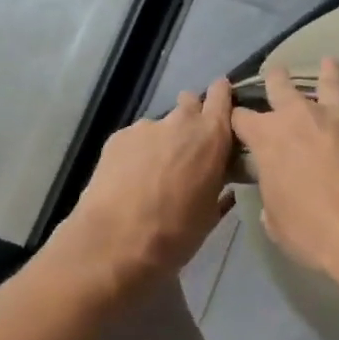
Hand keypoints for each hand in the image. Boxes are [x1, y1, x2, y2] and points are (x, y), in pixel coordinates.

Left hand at [55, 80, 235, 299]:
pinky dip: (138, 152)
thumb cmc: (175, 234)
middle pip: (189, 103)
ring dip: (163, 139)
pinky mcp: (117, 138)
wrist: (114, 243)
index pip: (221, 95)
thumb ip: (219, 188)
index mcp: (211, 137)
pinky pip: (136, 138)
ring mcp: (145, 127)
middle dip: (192, 117)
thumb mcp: (210, 215)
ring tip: (155, 171)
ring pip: (161, 124)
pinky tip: (131, 178)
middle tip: (190, 148)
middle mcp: (179, 122)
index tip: (224, 107)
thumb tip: (223, 183)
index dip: (223, 96)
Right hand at [230, 58, 338, 287]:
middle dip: (275, 79)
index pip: (240, 118)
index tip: (235, 120)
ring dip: (329, 71)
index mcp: (267, 137)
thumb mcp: (275, 220)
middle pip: (281, 86)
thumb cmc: (309, 230)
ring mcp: (337, 116)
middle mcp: (299, 116)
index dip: (235, 118)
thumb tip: (275, 195)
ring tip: (329, 61)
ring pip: (331, 82)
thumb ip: (272, 197)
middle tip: (275, 74)